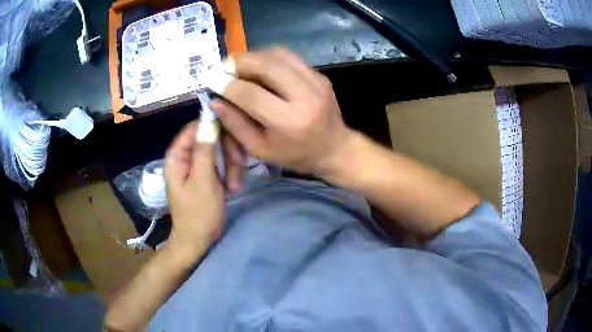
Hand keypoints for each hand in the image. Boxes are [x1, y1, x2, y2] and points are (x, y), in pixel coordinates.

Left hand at [164, 121, 224, 254]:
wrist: (198, 239)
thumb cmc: (198, 213)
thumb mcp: (203, 181)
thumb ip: (205, 151)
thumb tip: (209, 122)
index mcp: (177, 156)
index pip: (195, 127)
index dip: (215, 127)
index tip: (235, 133)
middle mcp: (186, 156)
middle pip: (210, 137)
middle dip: (227, 150)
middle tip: (240, 164)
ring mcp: (197, 166)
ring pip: (219, 150)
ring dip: (232, 164)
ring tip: (235, 185)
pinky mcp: (207, 174)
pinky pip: (222, 163)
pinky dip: (230, 173)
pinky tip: (233, 187)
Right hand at [209, 48, 352, 176]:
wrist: (335, 148)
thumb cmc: (295, 155)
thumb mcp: (261, 149)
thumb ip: (236, 124)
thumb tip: (215, 101)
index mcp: (289, 121)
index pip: (250, 94)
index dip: (226, 84)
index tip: (210, 79)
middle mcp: (305, 95)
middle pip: (266, 64)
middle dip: (238, 62)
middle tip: (223, 67)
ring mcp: (316, 81)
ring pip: (278, 54)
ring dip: (253, 56)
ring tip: (239, 67)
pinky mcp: (319, 75)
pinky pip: (289, 57)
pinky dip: (269, 58)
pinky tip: (259, 67)